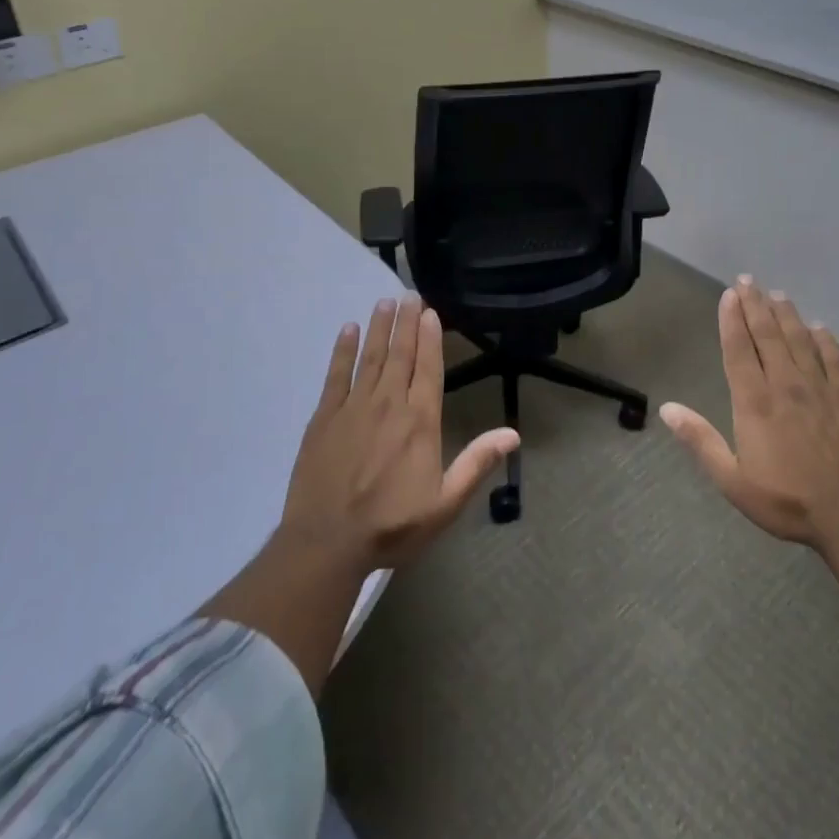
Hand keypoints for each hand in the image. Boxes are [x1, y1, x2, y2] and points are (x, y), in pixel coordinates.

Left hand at [280, 296, 518, 574]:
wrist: (327, 543)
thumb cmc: (392, 525)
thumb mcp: (445, 503)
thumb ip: (476, 463)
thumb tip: (513, 434)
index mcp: (420, 422)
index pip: (428, 368)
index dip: (431, 338)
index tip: (431, 313)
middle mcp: (388, 404)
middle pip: (400, 354)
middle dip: (407, 323)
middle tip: (410, 295)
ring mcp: (353, 407)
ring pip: (370, 357)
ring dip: (379, 328)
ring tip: (385, 302)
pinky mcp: (324, 418)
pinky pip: (336, 374)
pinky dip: (343, 350)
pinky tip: (348, 331)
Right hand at [661, 276, 838, 551]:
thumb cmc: (788, 502)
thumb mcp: (733, 480)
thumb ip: (701, 441)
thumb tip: (666, 408)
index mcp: (755, 402)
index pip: (738, 349)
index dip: (731, 320)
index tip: (728, 295)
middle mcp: (786, 385)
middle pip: (768, 336)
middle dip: (755, 306)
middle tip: (747, 280)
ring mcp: (820, 390)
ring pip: (800, 340)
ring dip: (786, 315)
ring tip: (777, 294)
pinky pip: (835, 360)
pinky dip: (826, 341)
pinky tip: (820, 328)